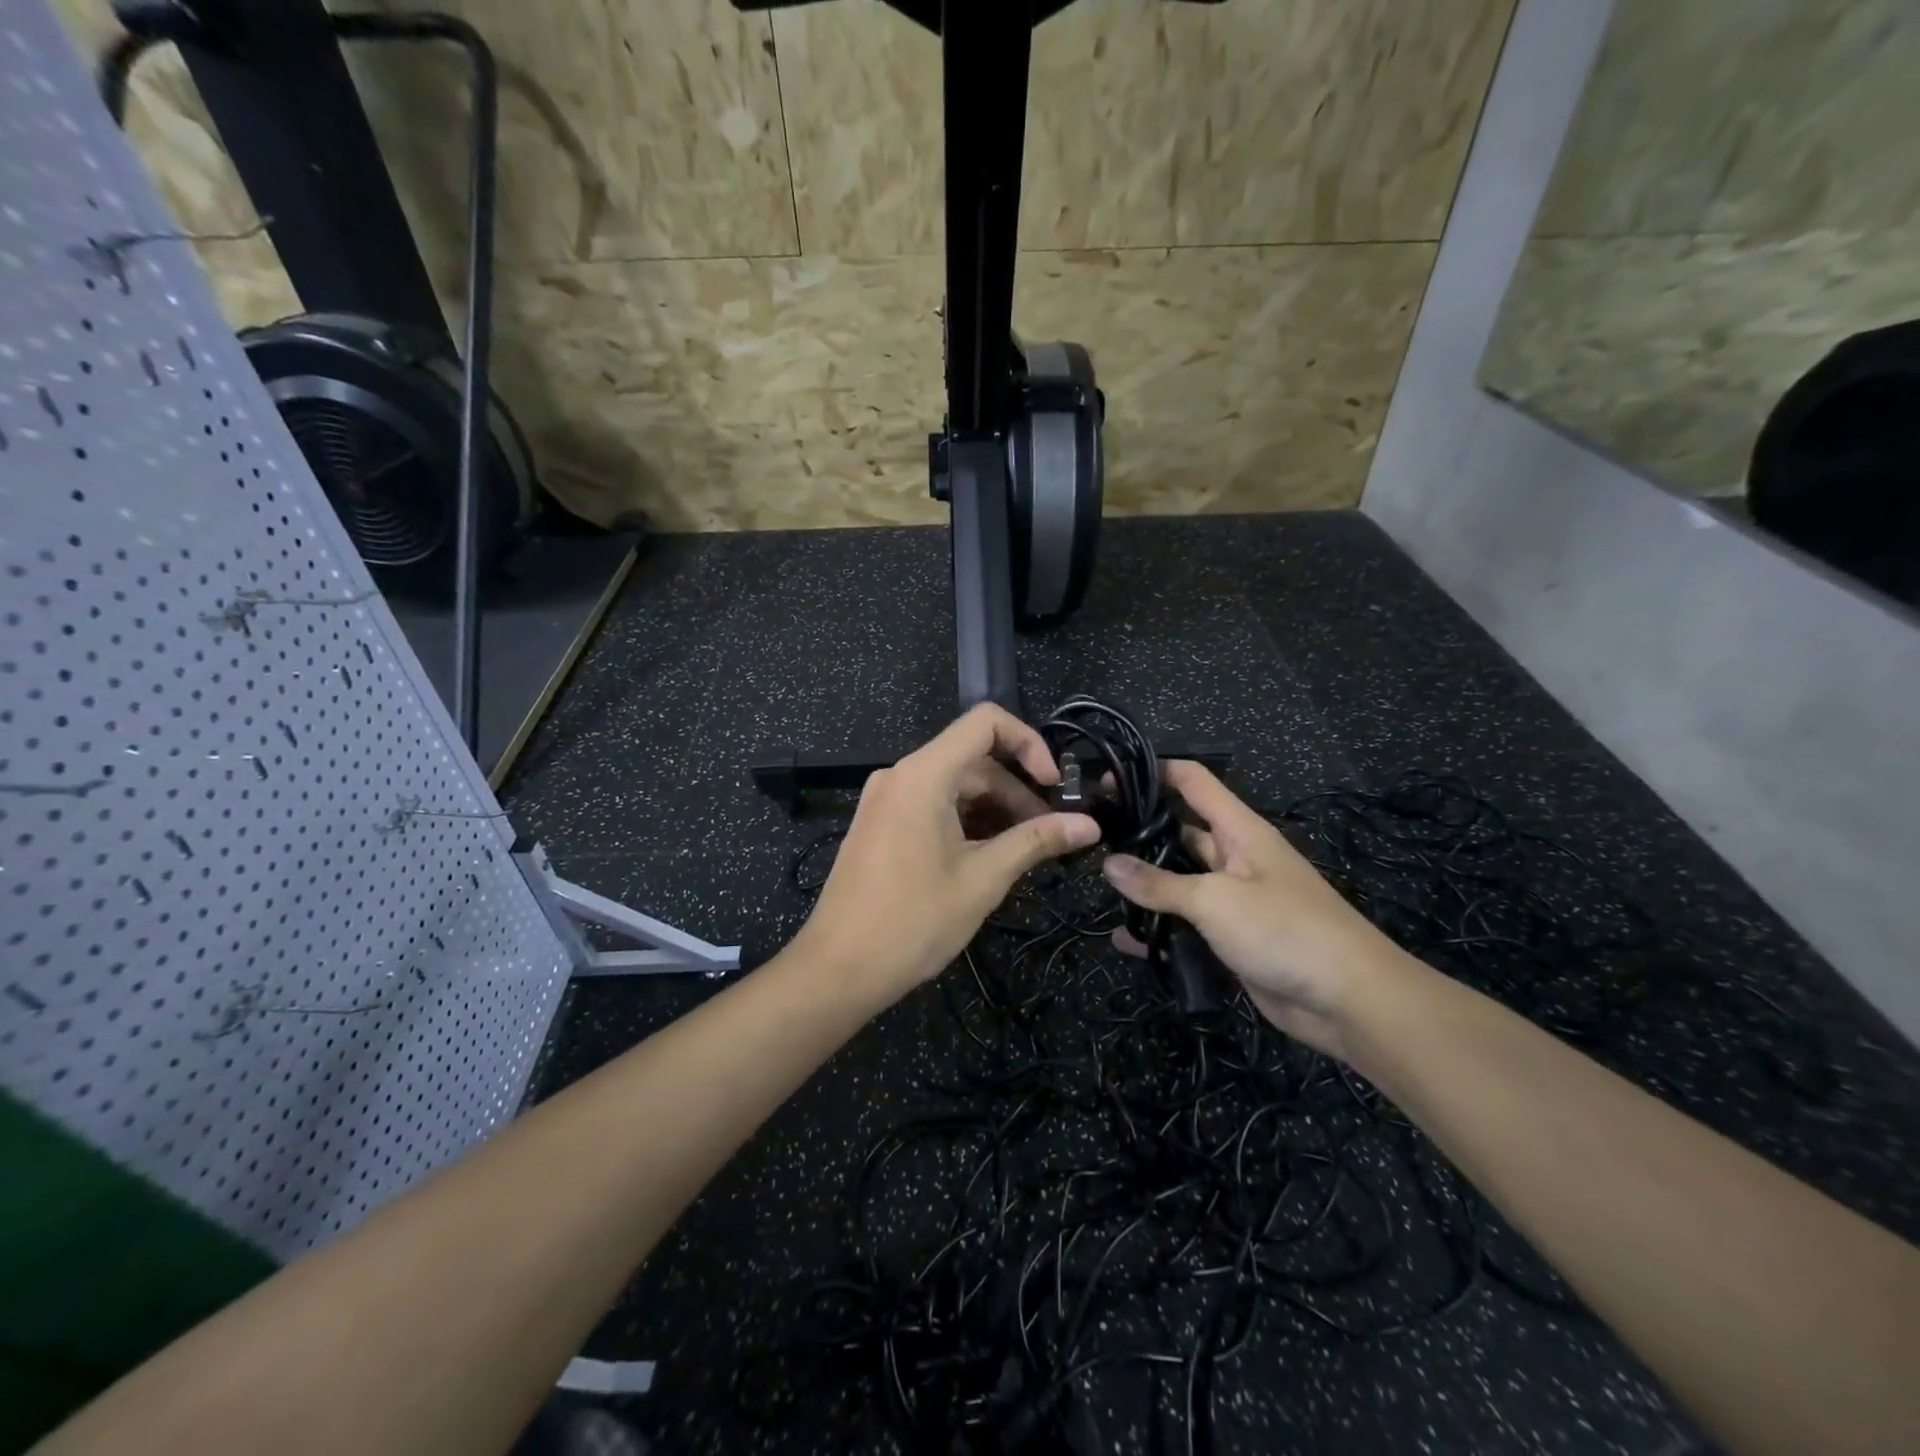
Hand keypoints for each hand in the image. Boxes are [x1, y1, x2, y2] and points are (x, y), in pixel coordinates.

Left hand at [800, 704, 1100, 997]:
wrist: (837, 970)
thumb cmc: (912, 922)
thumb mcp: (983, 879)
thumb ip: (1036, 841)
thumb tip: (1089, 825)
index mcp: (923, 774)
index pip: (985, 722)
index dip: (1029, 743)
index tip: (1054, 786)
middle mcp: (901, 775)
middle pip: (973, 759)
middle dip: (1017, 791)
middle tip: (1051, 834)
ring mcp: (886, 799)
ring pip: (954, 785)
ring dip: (994, 809)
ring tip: (1026, 851)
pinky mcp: (881, 824)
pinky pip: (932, 805)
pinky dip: (966, 820)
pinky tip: (988, 856)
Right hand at [1102, 761, 1405, 1057]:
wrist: (1349, 1001)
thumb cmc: (1285, 930)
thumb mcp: (1215, 900)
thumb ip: (1159, 883)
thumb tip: (1108, 864)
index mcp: (1239, 831)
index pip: (1193, 781)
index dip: (1155, 771)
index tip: (1109, 780)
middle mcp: (1234, 858)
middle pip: (1181, 831)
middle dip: (1141, 831)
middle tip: (1092, 838)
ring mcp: (1233, 899)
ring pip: (1180, 881)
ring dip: (1146, 884)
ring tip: (1097, 884)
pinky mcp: (1231, 938)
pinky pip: (1187, 925)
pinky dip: (1158, 931)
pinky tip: (1124, 939)